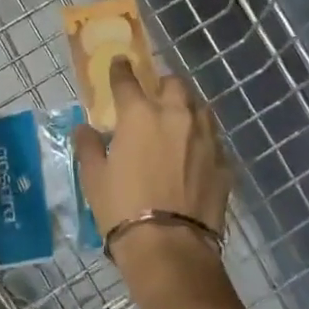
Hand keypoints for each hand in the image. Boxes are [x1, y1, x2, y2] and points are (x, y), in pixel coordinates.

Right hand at [73, 57, 229, 269]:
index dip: (121, 69)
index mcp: (140, 114)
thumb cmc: (122, 208)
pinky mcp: (224, 163)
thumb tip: (84, 128)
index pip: (127, 80)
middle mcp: (176, 116)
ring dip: (188, 108)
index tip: (120, 62)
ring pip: (200, 107)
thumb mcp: (94, 178)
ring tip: (178, 122)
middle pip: (174, 84)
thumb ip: (89, 146)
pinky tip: (195, 156)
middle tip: (154, 97)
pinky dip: (202, 141)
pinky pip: (213, 141)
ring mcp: (205, 138)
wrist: (170, 247)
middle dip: (163, 85)